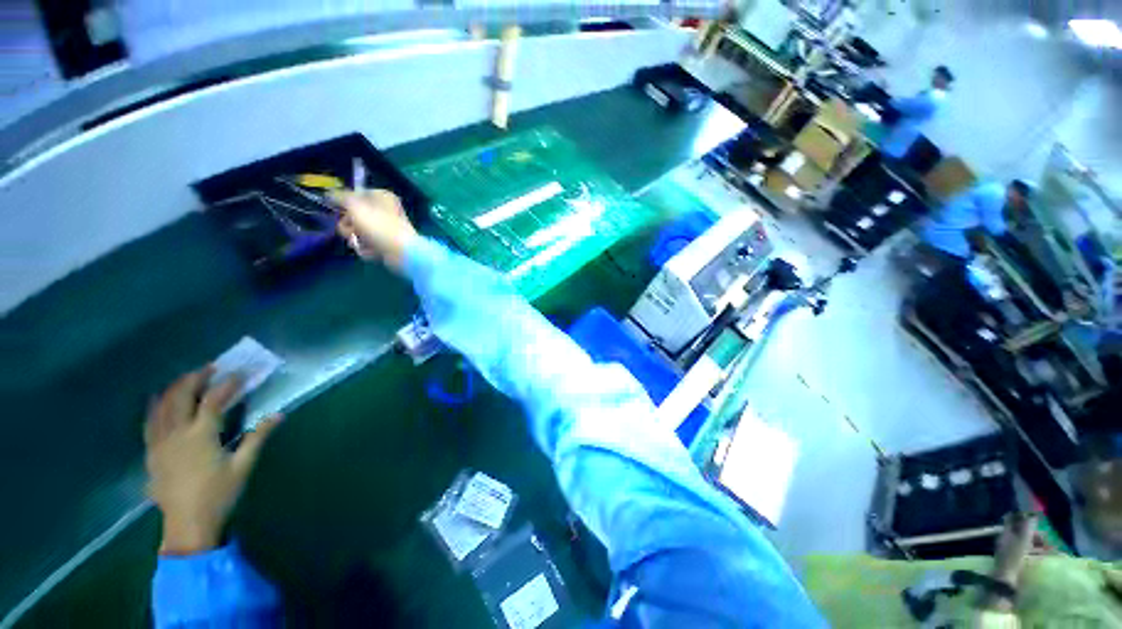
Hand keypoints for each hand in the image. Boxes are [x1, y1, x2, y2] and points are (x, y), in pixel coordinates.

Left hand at [145, 366, 279, 554]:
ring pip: (161, 407)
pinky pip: (149, 423)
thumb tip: (278, 415)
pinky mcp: (152, 453)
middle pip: (181, 397)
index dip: (227, 384)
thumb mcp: (243, 466)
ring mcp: (160, 443)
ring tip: (186, 378)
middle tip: (209, 368)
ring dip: (174, 388)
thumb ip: (257, 438)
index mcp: (201, 436)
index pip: (214, 401)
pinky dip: (154, 407)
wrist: (187, 524)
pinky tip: (157, 401)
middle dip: (195, 379)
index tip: (240, 373)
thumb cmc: (219, 494)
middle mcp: (177, 434)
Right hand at [332, 189, 418, 271]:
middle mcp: (385, 211)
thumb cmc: (379, 226)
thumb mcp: (355, 206)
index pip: (355, 195)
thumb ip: (340, 198)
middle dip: (348, 225)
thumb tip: (329, 193)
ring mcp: (386, 229)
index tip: (340, 210)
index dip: (346, 203)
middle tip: (352, 230)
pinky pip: (368, 245)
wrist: (402, 253)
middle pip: (354, 215)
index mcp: (382, 197)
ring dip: (356, 239)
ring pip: (358, 232)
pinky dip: (367, 249)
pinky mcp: (387, 244)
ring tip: (362, 243)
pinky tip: (372, 252)